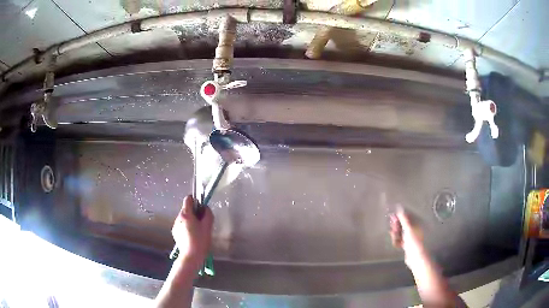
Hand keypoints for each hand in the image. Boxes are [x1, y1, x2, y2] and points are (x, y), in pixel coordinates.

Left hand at [172, 195, 213, 269]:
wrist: (191, 256)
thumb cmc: (200, 240)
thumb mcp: (208, 226)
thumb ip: (207, 214)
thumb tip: (205, 208)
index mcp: (186, 214)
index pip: (188, 199)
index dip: (196, 201)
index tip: (201, 208)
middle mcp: (178, 217)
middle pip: (186, 209)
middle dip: (194, 213)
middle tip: (202, 223)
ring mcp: (175, 225)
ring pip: (184, 218)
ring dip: (190, 221)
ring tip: (197, 231)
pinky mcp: (175, 232)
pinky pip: (181, 225)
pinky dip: (186, 227)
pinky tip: (192, 236)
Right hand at [389, 206, 425, 266]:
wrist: (416, 257)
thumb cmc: (413, 241)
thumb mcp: (408, 228)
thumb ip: (403, 219)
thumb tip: (399, 208)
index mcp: (416, 223)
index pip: (406, 216)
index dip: (399, 216)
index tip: (392, 217)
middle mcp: (414, 229)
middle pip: (402, 224)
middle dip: (396, 227)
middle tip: (393, 230)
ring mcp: (410, 237)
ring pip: (400, 233)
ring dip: (396, 235)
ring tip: (395, 239)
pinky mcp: (406, 244)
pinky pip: (399, 240)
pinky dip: (397, 242)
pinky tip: (397, 245)